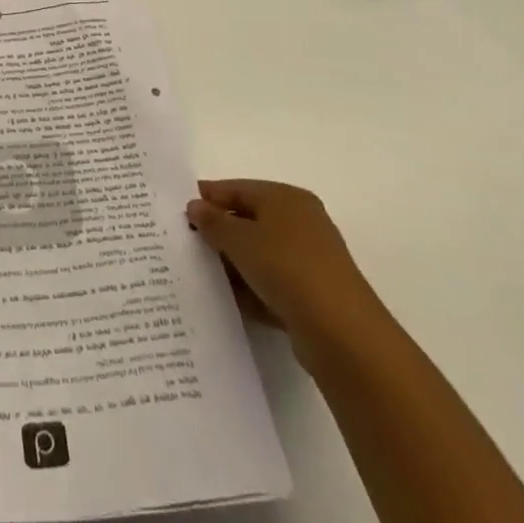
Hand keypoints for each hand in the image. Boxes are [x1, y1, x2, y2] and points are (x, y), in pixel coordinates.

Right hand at [186, 179, 376, 335]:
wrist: (342, 334)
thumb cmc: (286, 268)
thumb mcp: (239, 239)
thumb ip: (213, 221)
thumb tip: (195, 206)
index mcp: (286, 198)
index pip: (238, 188)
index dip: (209, 196)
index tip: (181, 209)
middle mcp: (301, 222)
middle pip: (249, 220)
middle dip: (220, 232)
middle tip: (189, 243)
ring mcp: (309, 260)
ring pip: (260, 254)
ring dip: (234, 263)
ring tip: (204, 274)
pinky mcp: (313, 294)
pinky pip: (273, 283)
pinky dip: (253, 288)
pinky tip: (231, 300)